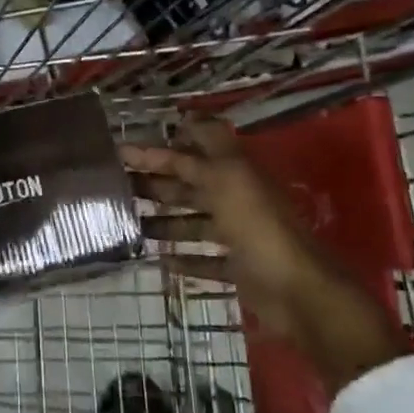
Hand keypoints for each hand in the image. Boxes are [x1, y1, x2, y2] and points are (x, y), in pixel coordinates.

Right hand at [121, 120, 319, 332]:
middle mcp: (236, 199)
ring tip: (129, 225)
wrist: (297, 292)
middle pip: (190, 185)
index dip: (157, 149)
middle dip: (155, 184)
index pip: (190, 151)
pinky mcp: (240, 269)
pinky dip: (185, 259)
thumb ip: (195, 156)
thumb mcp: (224, 179)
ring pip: (195, 222)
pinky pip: (207, 260)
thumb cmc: (257, 228)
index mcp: (234, 172)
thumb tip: (181, 120)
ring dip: (164, 222)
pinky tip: (160, 260)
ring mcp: (239, 235)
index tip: (120, 151)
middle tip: (116, 187)